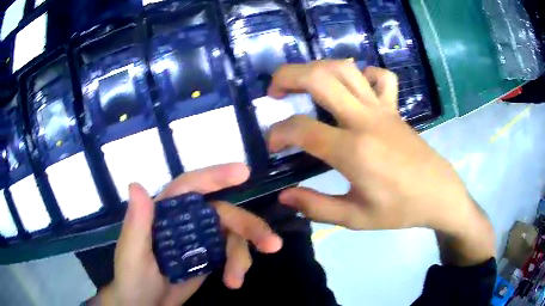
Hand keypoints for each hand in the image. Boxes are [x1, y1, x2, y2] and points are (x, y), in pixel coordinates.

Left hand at [93, 164, 281, 305]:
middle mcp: (185, 221)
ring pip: (232, 234)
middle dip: (248, 226)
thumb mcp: (132, 253)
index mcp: (164, 212)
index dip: (216, 176)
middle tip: (271, 244)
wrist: (145, 305)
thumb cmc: (132, 277)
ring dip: (244, 253)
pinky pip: (232, 253)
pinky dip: (239, 264)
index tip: (244, 172)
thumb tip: (136, 185)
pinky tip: (234, 281)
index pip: (190, 186)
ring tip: (238, 279)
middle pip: (222, 212)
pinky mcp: (209, 258)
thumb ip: (136, 223)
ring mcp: (199, 240)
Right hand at [267, 60, 493, 264]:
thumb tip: (284, 196)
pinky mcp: (395, 107)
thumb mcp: (355, 219)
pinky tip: (353, 88)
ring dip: (317, 68)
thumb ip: (317, 207)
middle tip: (274, 91)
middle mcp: (365, 120)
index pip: (302, 129)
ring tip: (303, 83)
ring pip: (345, 69)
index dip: (278, 133)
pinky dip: (361, 74)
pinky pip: (380, 77)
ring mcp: (382, 108)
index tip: (272, 145)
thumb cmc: (399, 210)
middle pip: (320, 78)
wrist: (438, 194)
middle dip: (287, 76)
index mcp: (354, 151)